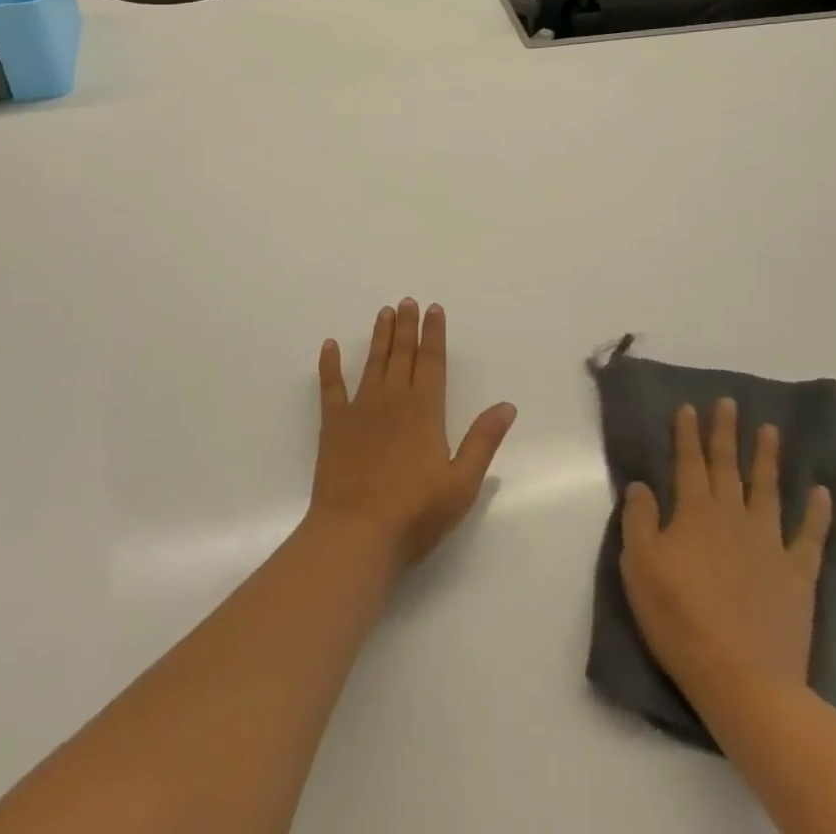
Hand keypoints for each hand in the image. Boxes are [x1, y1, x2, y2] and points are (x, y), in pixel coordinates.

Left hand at [309, 299, 516, 567]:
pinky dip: (330, 365)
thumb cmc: (414, 513)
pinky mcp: (333, 424)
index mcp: (425, 411)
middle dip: (407, 326)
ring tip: (384, 312)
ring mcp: (360, 409)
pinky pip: (331, 386)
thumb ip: (482, 441)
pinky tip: (329, 346)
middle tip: (408, 301)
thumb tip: (506, 405)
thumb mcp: (461, 483)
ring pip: (373, 362)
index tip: (434, 309)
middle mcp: (393, 400)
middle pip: (402, 354)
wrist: (355, 534)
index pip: (432, 362)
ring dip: (379, 336)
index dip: (434, 334)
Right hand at [621, 399, 832, 695]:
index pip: (688, 463)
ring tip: (771, 431)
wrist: (742, 678)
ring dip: (768, 458)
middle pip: (727, 467)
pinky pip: (810, 537)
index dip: (687, 434)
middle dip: (726, 433)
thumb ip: (639, 520)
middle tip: (729, 403)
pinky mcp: (797, 576)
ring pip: (767, 490)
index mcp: (694, 513)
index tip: (689, 407)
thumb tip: (641, 485)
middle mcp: (732, 517)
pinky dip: (817, 514)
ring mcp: (769, 544)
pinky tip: (822, 493)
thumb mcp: (639, 566)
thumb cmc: (680, 618)